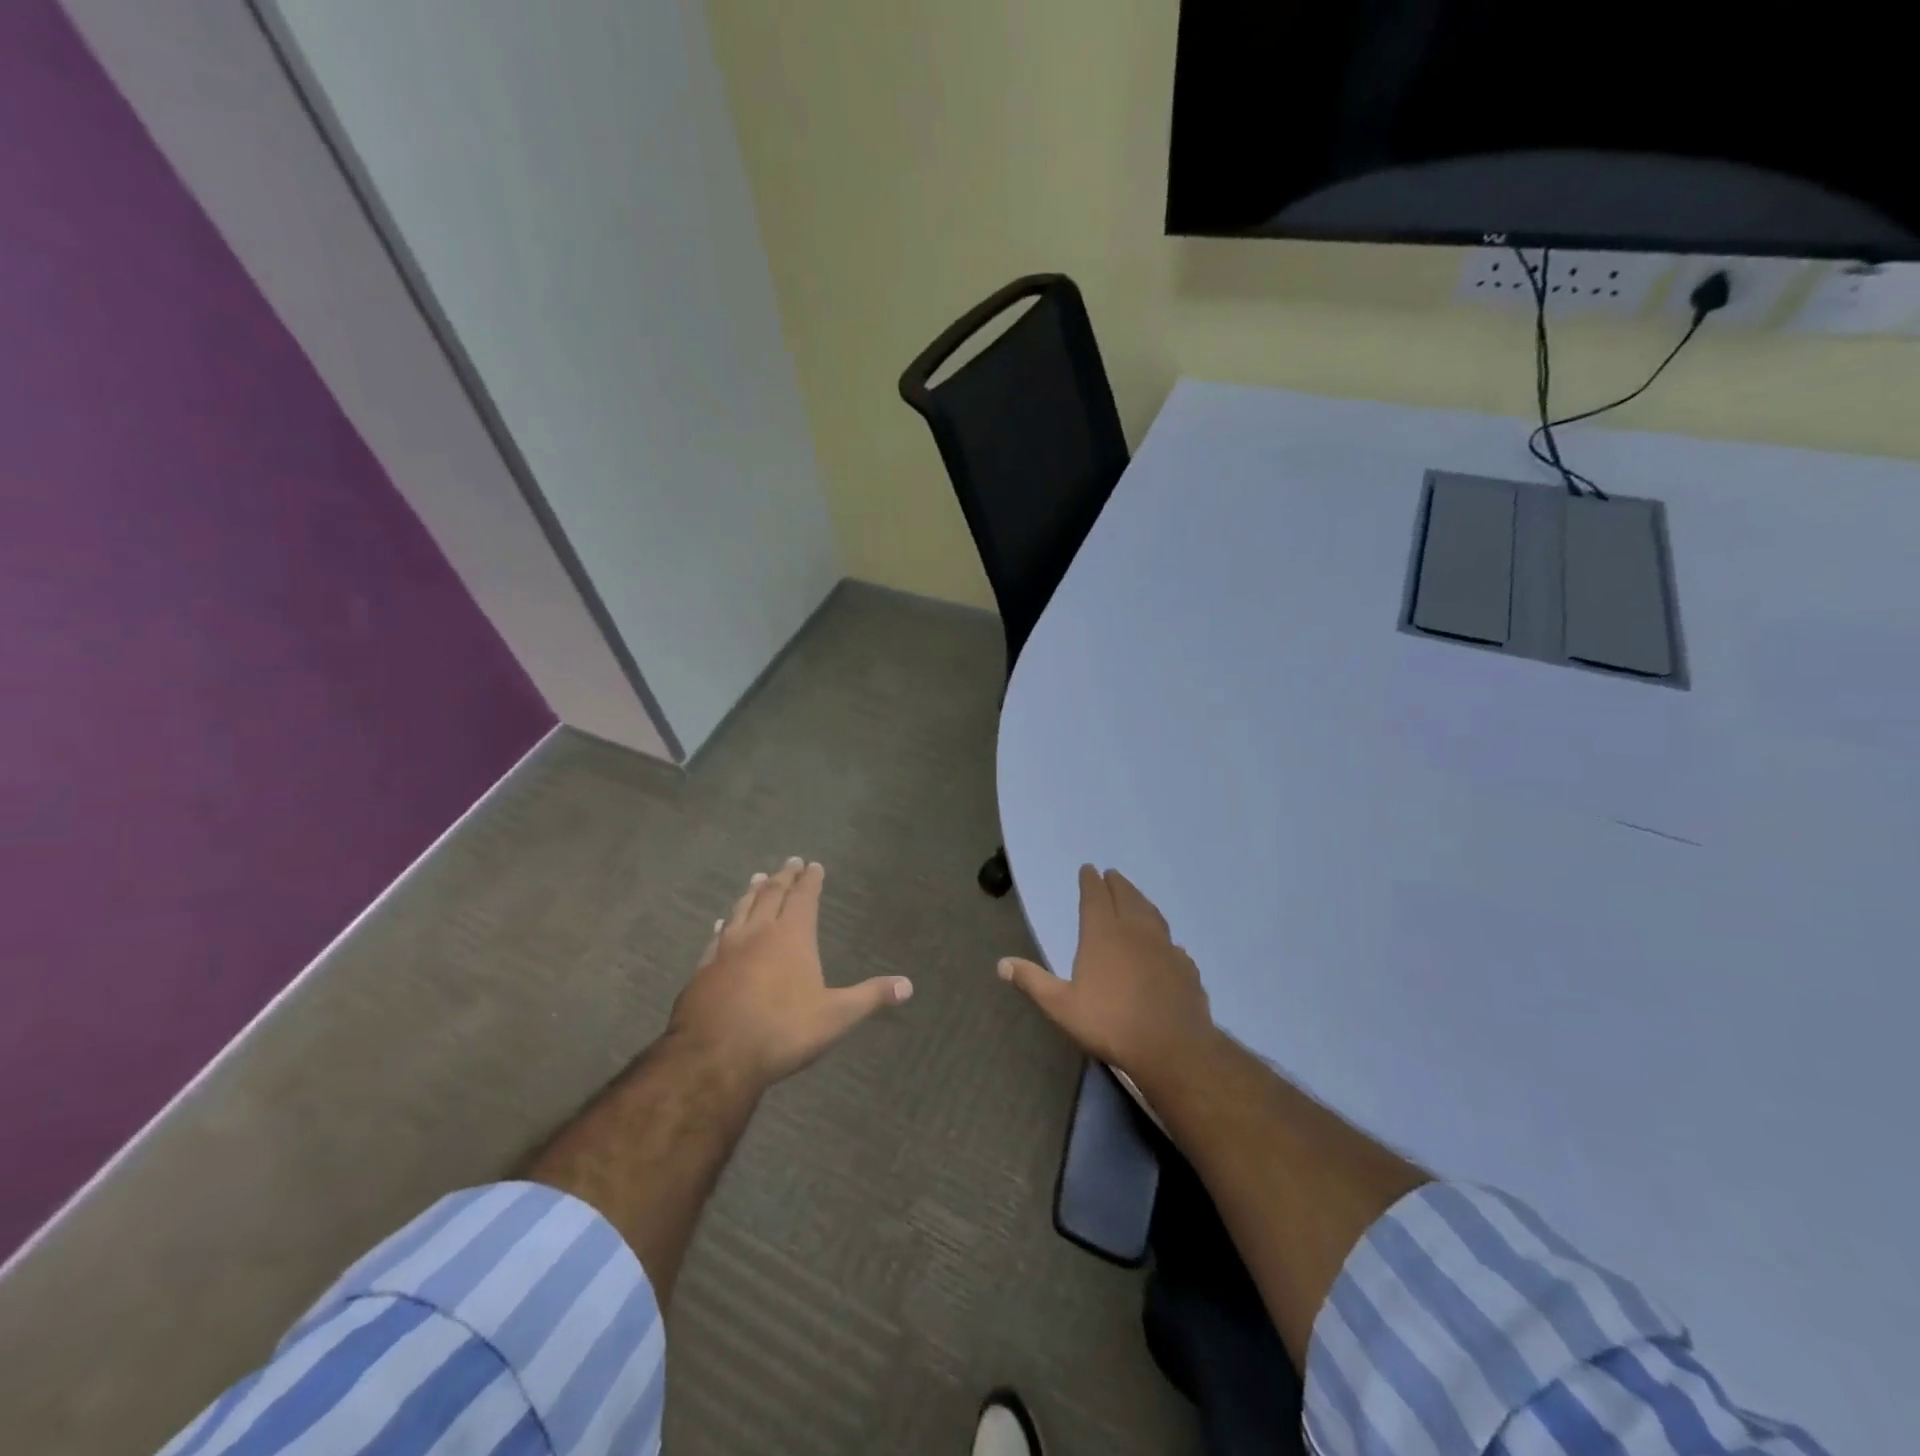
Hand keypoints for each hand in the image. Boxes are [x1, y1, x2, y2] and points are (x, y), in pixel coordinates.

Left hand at [667, 857, 912, 1093]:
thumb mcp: (836, 1017)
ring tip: (758, 879)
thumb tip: (909, 986)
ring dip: (752, 892)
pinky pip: (716, 937)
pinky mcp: (703, 969)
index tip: (813, 864)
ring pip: (741, 910)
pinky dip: (724, 924)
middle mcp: (758, 933)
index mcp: (792, 936)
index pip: (803, 897)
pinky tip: (721, 923)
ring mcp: (726, 949)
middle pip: (771, 895)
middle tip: (789, 862)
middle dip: (783, 877)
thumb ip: (871, 997)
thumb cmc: (782, 1031)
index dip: (810, 880)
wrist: (714, 1057)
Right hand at [998, 865, 1218, 1087]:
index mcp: (1103, 934)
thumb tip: (1002, 963)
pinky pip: (1172, 943)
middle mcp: (1135, 931)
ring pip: (1152, 913)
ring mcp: (1165, 947)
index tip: (1088, 869)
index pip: (1095, 896)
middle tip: (1111, 875)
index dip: (1090, 881)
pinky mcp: (1185, 966)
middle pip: (1126, 897)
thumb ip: (1033, 982)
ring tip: (1135, 897)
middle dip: (1117, 884)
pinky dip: (1164, 936)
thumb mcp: (1062, 1007)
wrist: (1173, 1048)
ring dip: (1141, 900)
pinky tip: (1166, 945)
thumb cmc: (1110, 1024)